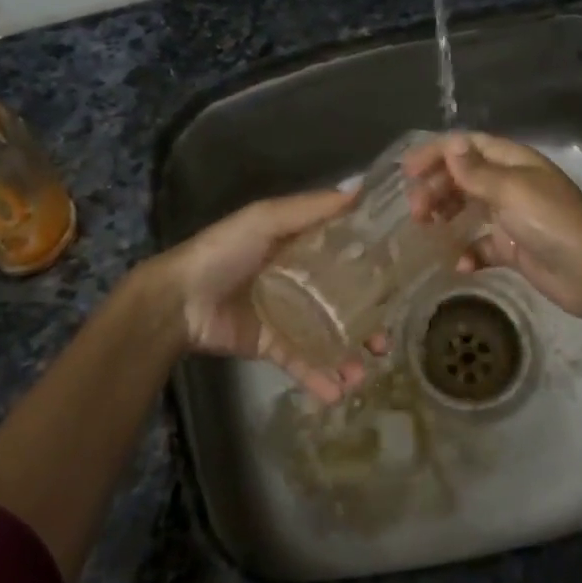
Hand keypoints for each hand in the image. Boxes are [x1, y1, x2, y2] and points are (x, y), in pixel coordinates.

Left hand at [134, 188, 375, 403]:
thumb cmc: (224, 251)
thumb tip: (359, 189)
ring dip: (349, 357)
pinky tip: (337, 392)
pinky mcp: (272, 345)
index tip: (403, 277)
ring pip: (328, 336)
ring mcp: (287, 314)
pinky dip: (319, 379)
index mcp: (299, 244)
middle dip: (367, 322)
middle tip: (385, 341)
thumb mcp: (266, 218)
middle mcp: (299, 278)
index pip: (345, 252)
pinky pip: (301, 362)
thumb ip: (311, 209)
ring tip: (363, 375)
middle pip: (343, 300)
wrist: (178, 301)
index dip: (372, 264)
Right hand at [404, 132, 581, 322]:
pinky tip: (460, 264)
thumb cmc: (551, 222)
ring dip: (446, 215)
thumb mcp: (511, 190)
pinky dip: (468, 252)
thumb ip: (476, 171)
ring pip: (468, 209)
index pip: (469, 146)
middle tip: (415, 209)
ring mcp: (512, 217)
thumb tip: (452, 143)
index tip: (408, 170)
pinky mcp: (513, 248)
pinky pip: (482, 245)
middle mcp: (511, 184)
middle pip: (464, 177)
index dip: (438, 153)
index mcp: (514, 162)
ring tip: (426, 229)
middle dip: (436, 187)